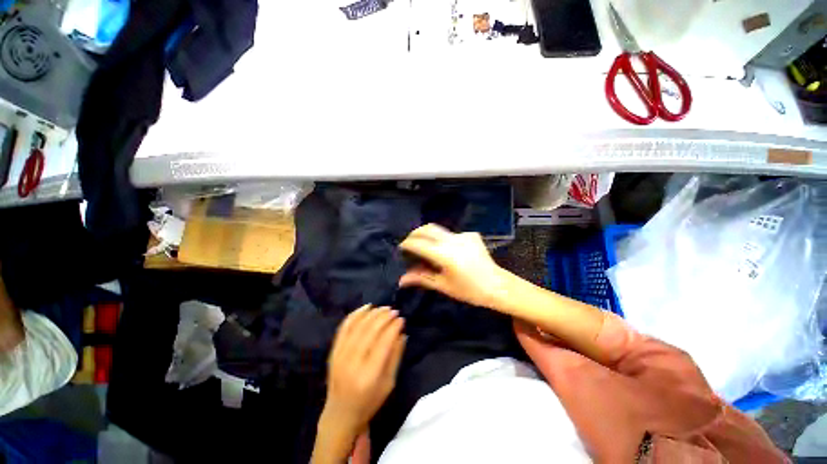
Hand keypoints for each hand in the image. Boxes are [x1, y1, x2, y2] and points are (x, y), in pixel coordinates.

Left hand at [322, 305, 406, 437]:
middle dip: (384, 317)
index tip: (402, 319)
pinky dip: (355, 314)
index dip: (393, 327)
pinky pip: (344, 327)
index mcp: (369, 375)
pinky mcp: (333, 351)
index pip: (383, 343)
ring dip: (372, 313)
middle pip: (370, 331)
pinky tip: (366, 307)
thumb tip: (402, 332)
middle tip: (394, 310)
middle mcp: (352, 363)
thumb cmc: (369, 402)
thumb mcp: (389, 383)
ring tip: (384, 308)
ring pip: (357, 326)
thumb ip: (396, 356)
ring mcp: (340, 356)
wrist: (340, 414)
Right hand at [399, 223, 509, 308]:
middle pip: (427, 228)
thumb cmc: (469, 290)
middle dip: (415, 234)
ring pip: (439, 229)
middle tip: (410, 243)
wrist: (497, 286)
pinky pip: (451, 233)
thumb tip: (401, 280)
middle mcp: (453, 240)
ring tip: (425, 246)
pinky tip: (447, 251)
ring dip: (428, 235)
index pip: (419, 243)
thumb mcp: (443, 285)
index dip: (407, 244)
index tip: (401, 248)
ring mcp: (463, 235)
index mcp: (445, 255)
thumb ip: (421, 278)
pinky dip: (443, 239)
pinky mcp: (471, 234)